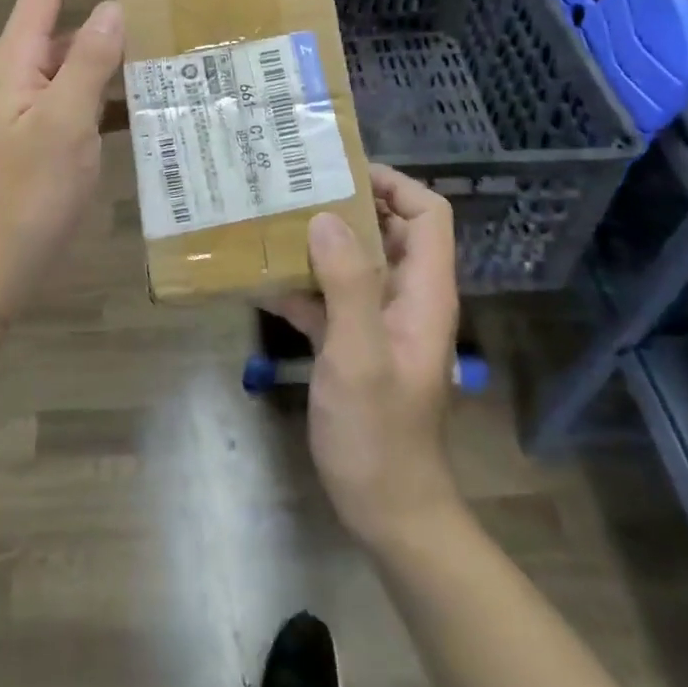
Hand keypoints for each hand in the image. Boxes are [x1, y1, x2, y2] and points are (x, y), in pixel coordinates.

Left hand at [0, 0, 123, 321]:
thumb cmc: (28, 192)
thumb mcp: (63, 122)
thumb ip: (88, 62)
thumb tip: (114, 7)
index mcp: (16, 61)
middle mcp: (23, 74)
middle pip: (56, 14)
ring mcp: (37, 106)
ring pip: (76, 54)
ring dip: (106, 32)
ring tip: (150, 11)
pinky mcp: (53, 133)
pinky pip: (87, 91)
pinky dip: (113, 81)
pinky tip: (147, 84)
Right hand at [265, 165, 462, 548]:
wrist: (388, 512)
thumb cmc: (379, 434)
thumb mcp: (359, 355)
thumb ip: (348, 285)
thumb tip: (328, 219)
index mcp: (423, 293)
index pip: (428, 216)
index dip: (394, 186)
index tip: (343, 174)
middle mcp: (406, 298)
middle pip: (388, 231)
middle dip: (347, 206)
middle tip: (296, 189)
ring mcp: (379, 321)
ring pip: (355, 262)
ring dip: (319, 242)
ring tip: (272, 220)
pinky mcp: (354, 343)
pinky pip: (330, 297)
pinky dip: (302, 284)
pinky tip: (259, 280)